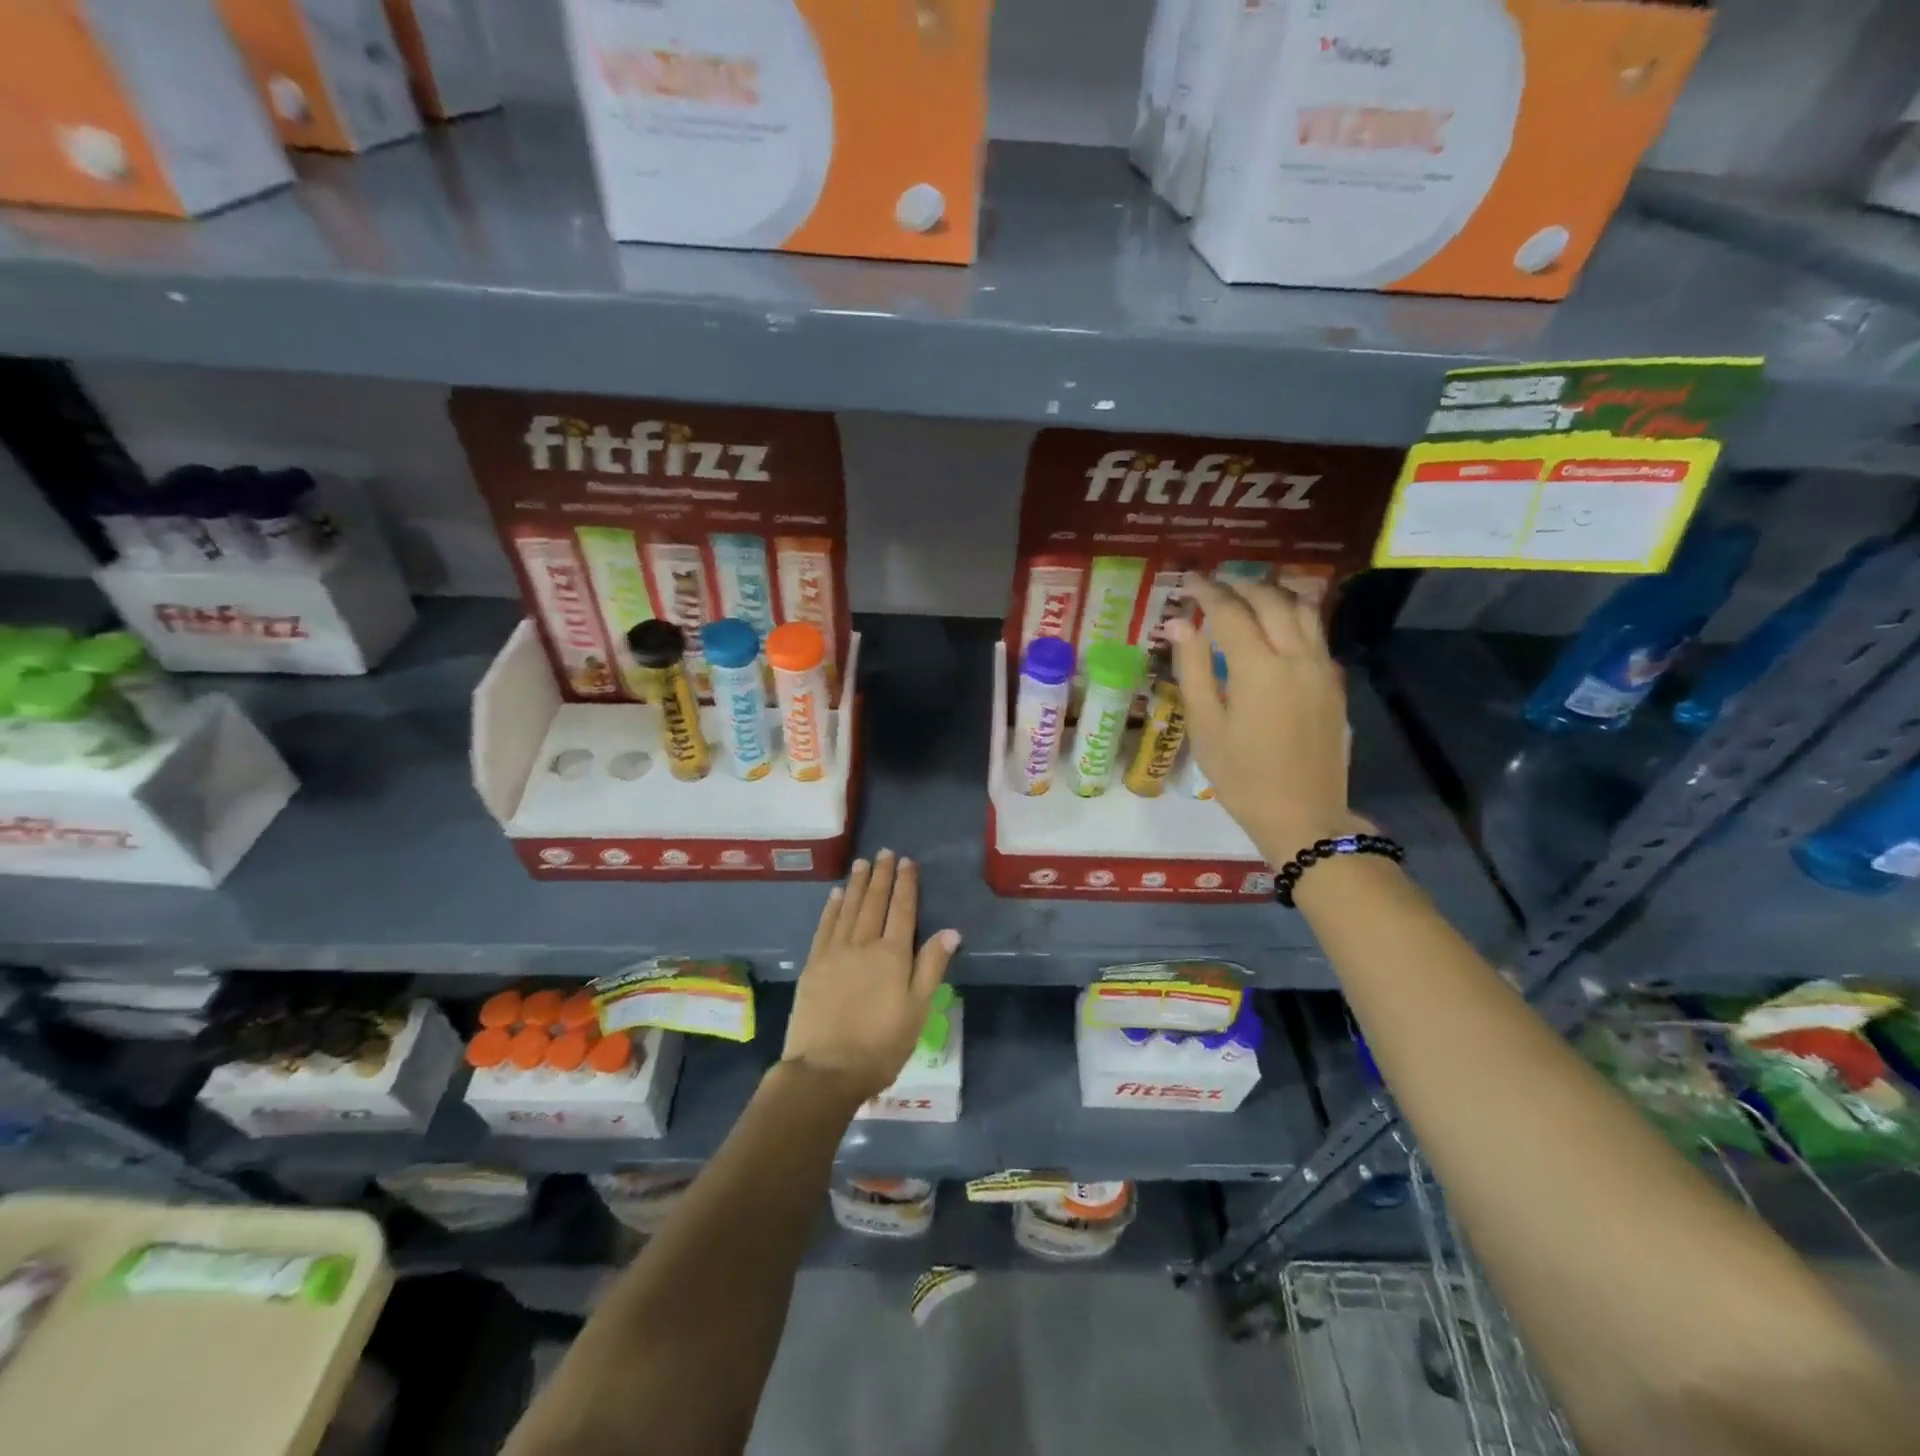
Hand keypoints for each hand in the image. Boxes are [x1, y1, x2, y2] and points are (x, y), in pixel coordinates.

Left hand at [782, 850, 959, 1102]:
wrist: (825, 1070)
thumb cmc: (881, 1046)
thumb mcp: (918, 1010)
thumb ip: (931, 967)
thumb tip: (950, 931)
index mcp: (893, 955)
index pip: (902, 910)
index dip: (906, 885)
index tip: (907, 862)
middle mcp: (863, 944)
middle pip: (874, 902)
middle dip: (881, 876)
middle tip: (885, 852)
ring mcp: (835, 952)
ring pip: (848, 908)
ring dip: (856, 884)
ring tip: (862, 863)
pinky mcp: (813, 965)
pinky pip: (825, 926)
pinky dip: (832, 907)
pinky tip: (836, 894)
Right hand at [1166, 578, 1361, 863]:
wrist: (1304, 815)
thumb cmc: (1242, 777)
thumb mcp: (1206, 727)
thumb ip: (1193, 670)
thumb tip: (1178, 625)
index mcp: (1258, 669)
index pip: (1231, 612)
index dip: (1207, 592)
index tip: (1188, 582)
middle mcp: (1296, 658)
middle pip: (1271, 601)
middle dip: (1240, 586)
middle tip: (1214, 585)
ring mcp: (1322, 669)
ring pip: (1303, 610)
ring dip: (1274, 593)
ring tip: (1248, 592)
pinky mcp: (1335, 684)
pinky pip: (1317, 633)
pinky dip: (1295, 615)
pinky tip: (1278, 625)